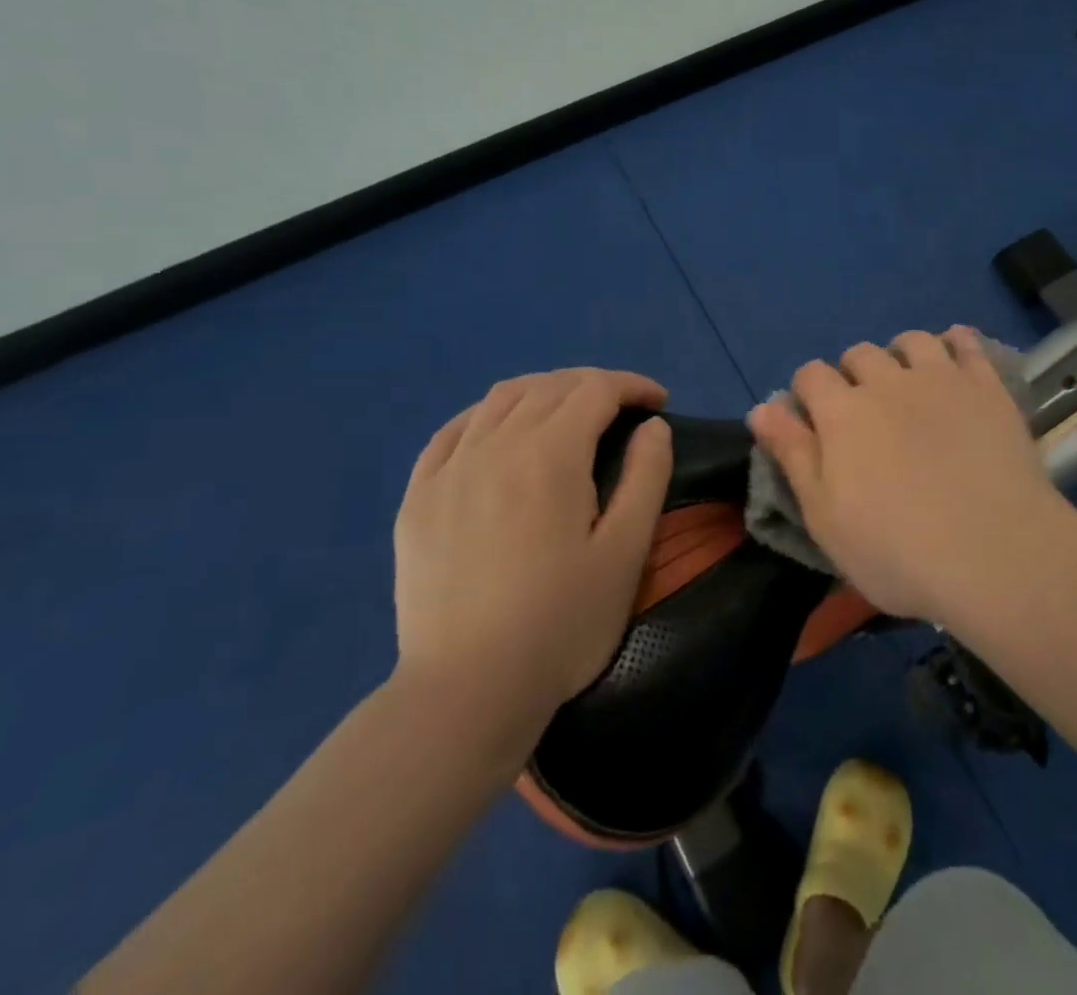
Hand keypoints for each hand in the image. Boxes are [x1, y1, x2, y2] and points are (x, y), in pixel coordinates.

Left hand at [391, 368, 672, 725]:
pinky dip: (488, 415)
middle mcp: (495, 445)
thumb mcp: (626, 551)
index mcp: (550, 455)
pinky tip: (500, 432)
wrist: (468, 692)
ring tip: (568, 412)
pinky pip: (453, 430)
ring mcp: (449, 469)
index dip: (633, 386)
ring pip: (500, 399)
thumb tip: (652, 426)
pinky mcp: (417, 497)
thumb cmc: (562, 623)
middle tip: (623, 409)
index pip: (596, 389)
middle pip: (550, 386)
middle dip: (594, 385)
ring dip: (544, 391)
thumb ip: (647, 476)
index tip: (659, 403)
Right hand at [748, 328, 1076, 622]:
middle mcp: (887, 381)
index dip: (806, 393)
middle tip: (864, 414)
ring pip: (911, 341)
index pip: (810, 375)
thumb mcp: (824, 517)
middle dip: (852, 375)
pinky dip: (955, 343)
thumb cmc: (897, 550)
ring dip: (900, 355)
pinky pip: (967, 344)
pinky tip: (955, 358)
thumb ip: (792, 455)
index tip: (814, 422)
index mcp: (842, 412)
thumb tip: (761, 408)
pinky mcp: (987, 387)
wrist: (996, 554)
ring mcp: (942, 379)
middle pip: (859, 353)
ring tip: (908, 384)